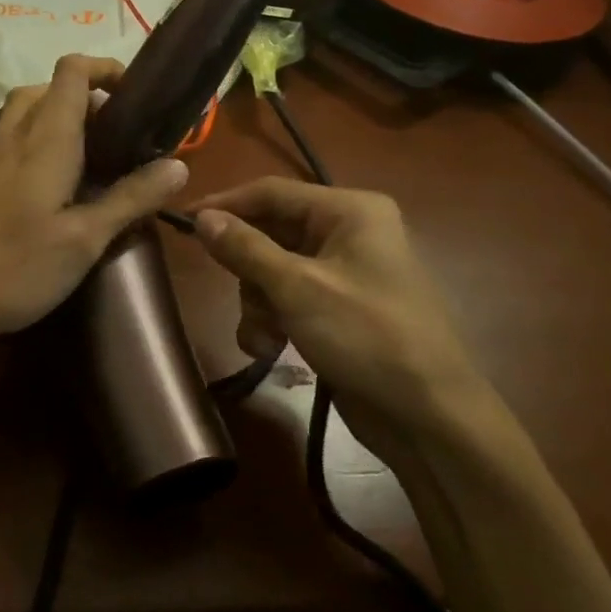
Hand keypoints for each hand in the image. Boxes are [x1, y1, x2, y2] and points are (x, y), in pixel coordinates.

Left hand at [0, 55, 189, 361]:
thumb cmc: (14, 266)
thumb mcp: (84, 240)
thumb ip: (131, 199)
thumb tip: (178, 166)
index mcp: (49, 140)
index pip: (73, 73)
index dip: (104, 69)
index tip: (133, 95)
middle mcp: (13, 135)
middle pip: (47, 89)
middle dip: (83, 97)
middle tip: (111, 135)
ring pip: (13, 107)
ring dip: (44, 107)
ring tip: (69, 137)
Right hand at [190, 178, 490, 455]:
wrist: (429, 419)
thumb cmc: (367, 337)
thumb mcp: (298, 289)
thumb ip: (245, 249)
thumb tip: (201, 217)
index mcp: (349, 211)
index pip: (271, 192)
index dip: (225, 204)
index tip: (181, 221)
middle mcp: (347, 232)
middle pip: (270, 233)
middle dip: (249, 272)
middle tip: (239, 296)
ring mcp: (343, 271)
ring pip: (272, 269)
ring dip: (258, 303)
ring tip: (263, 338)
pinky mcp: (337, 306)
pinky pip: (288, 297)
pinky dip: (273, 319)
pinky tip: (270, 348)